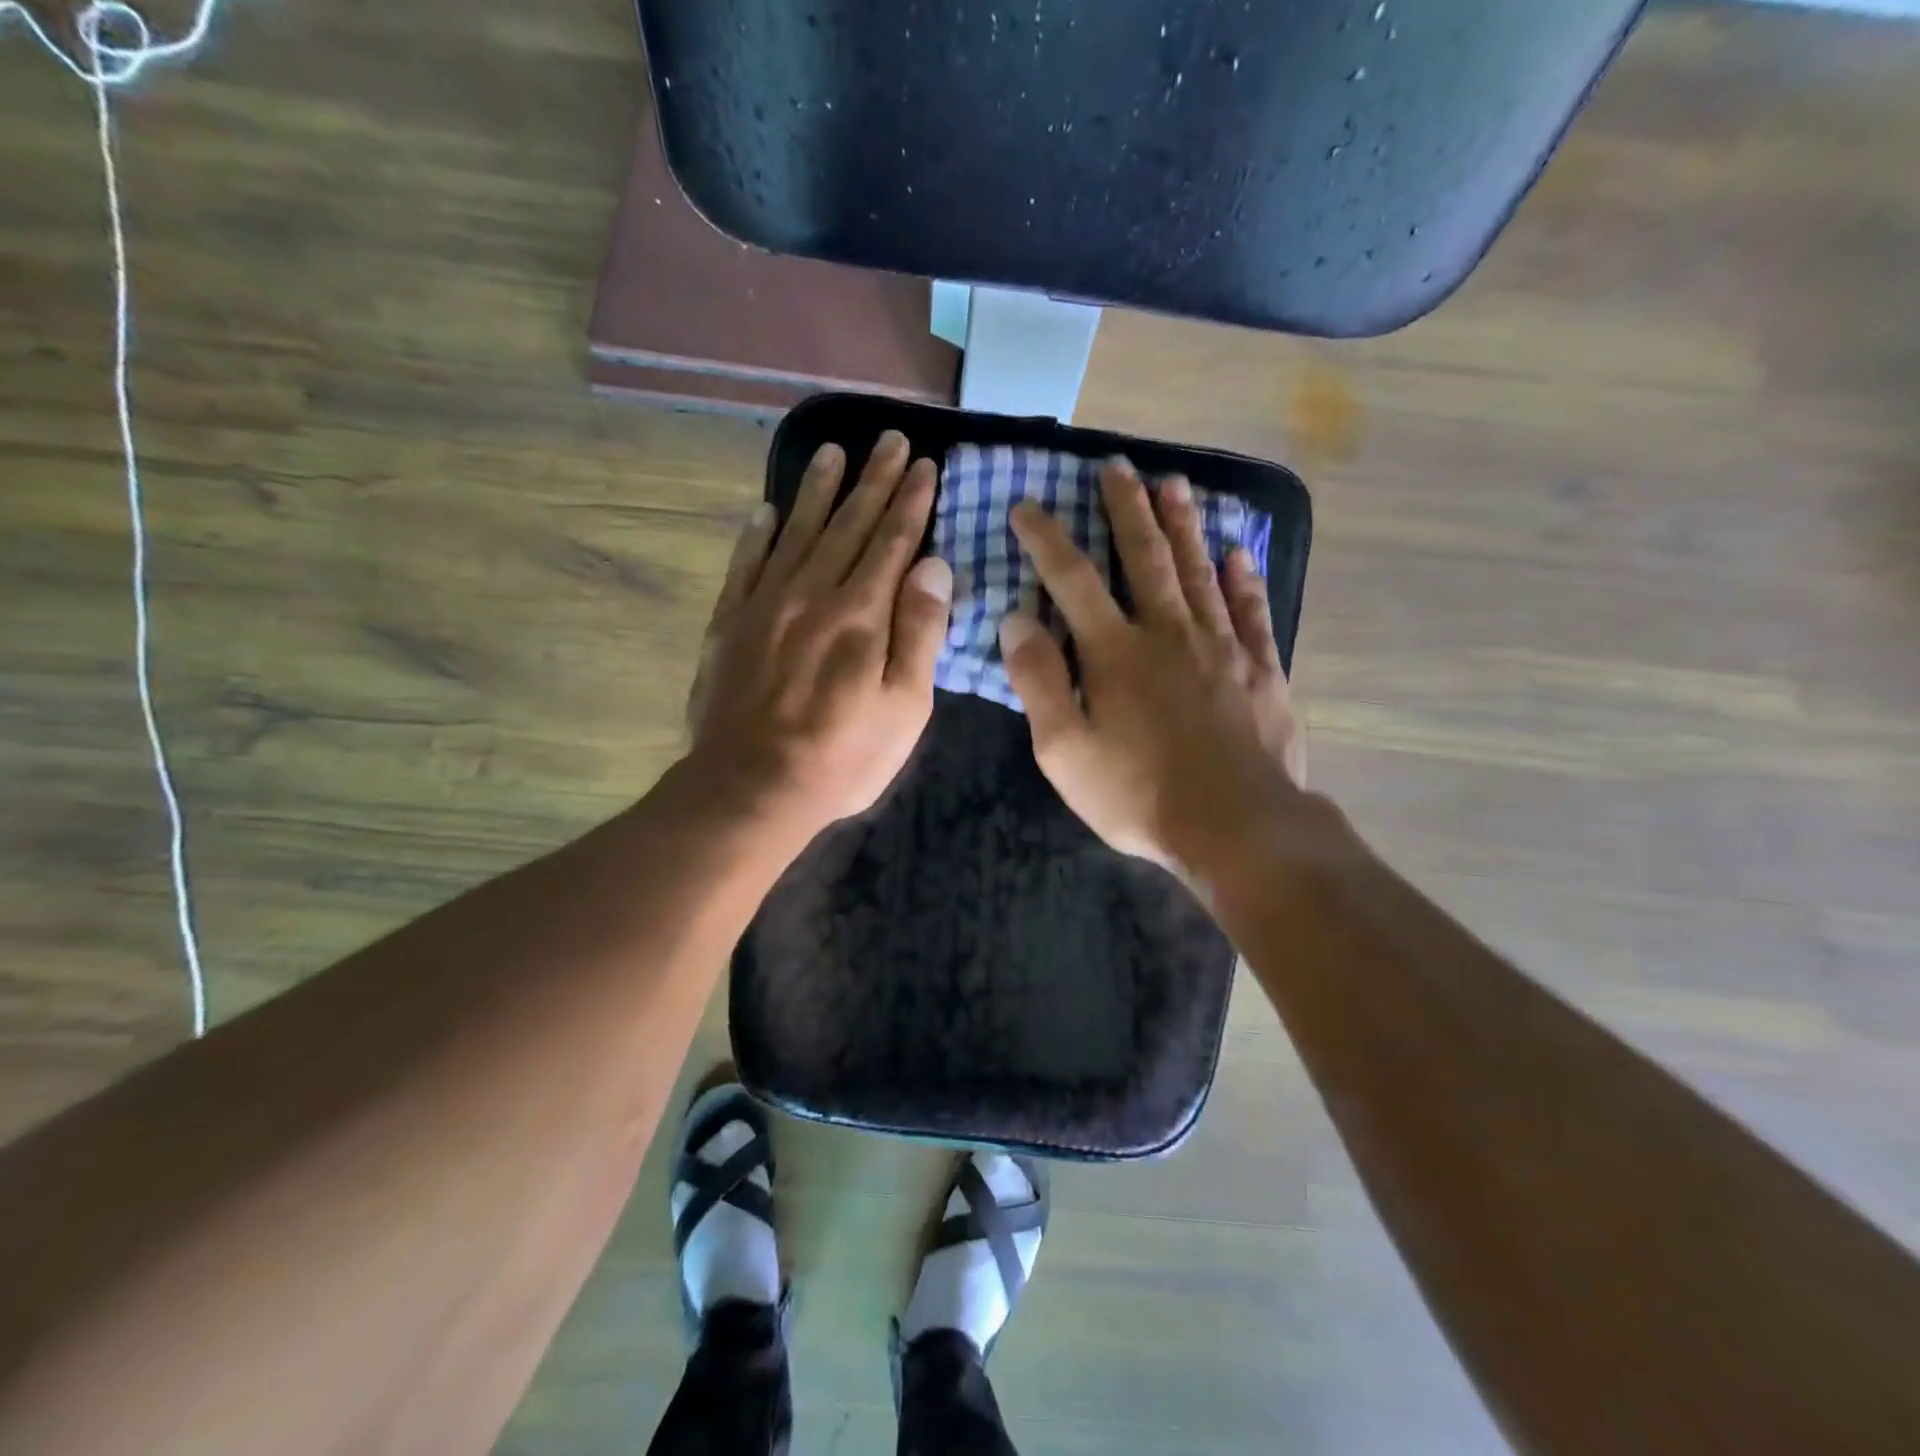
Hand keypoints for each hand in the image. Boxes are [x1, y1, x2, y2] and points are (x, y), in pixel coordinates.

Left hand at [685, 431, 952, 846]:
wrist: (751, 788)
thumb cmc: (842, 756)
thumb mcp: (904, 707)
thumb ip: (920, 632)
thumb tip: (933, 564)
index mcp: (861, 614)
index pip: (892, 542)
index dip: (909, 502)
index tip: (923, 464)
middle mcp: (813, 593)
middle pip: (848, 525)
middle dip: (873, 480)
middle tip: (888, 439)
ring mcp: (765, 605)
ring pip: (797, 532)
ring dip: (818, 491)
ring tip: (833, 453)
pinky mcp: (730, 624)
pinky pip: (745, 565)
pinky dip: (756, 535)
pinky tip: (766, 511)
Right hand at [1001, 460, 1305, 874]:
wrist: (1236, 827)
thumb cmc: (1138, 795)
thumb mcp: (1064, 750)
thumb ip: (1039, 681)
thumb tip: (1016, 619)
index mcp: (1115, 652)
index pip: (1072, 579)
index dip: (1046, 539)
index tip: (1027, 506)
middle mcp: (1169, 633)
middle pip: (1144, 557)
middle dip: (1126, 509)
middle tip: (1117, 466)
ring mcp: (1222, 647)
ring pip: (1199, 571)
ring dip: (1183, 525)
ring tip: (1173, 483)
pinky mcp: (1262, 670)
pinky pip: (1252, 611)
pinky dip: (1244, 579)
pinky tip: (1238, 552)